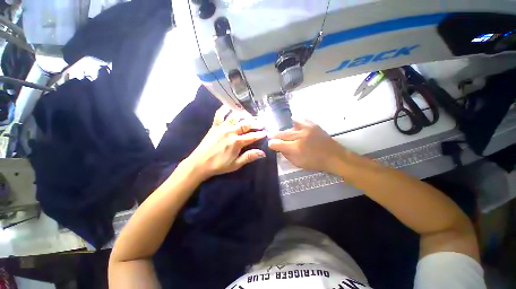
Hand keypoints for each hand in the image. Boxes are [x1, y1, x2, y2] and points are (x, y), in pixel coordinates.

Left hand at [183, 106, 266, 180]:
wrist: (199, 163)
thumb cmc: (219, 165)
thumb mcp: (236, 164)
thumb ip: (249, 157)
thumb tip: (263, 153)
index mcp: (236, 142)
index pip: (252, 136)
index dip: (260, 134)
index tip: (266, 132)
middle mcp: (230, 131)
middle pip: (246, 124)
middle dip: (255, 123)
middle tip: (261, 123)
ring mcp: (222, 127)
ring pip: (235, 116)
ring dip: (244, 115)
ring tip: (249, 115)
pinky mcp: (214, 126)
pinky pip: (220, 114)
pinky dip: (225, 109)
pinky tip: (230, 107)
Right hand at [268, 119, 346, 173]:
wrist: (334, 156)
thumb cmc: (316, 163)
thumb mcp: (298, 163)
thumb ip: (286, 155)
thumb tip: (279, 148)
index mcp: (296, 148)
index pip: (278, 144)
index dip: (271, 144)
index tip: (270, 144)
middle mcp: (300, 136)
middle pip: (282, 133)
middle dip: (274, 135)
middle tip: (270, 135)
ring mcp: (307, 128)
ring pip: (289, 126)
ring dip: (284, 130)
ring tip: (283, 133)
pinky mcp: (313, 124)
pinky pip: (299, 120)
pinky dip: (294, 123)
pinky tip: (294, 126)